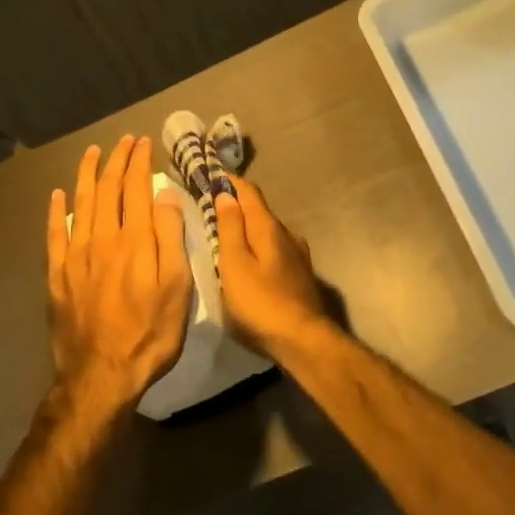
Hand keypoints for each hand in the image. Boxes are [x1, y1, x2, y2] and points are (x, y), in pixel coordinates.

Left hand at [46, 135, 192, 416]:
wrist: (101, 376)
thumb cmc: (150, 333)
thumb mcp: (177, 288)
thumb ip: (170, 237)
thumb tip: (165, 194)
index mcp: (135, 240)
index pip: (136, 188)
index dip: (139, 162)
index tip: (144, 143)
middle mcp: (102, 238)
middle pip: (108, 189)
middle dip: (116, 160)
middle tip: (124, 141)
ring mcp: (76, 255)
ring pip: (81, 203)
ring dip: (87, 174)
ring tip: (92, 152)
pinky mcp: (58, 275)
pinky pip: (55, 234)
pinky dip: (56, 211)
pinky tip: (58, 196)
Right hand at [214, 176, 329, 353]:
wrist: (303, 340)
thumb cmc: (260, 302)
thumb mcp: (234, 264)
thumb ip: (229, 228)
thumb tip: (226, 193)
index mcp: (268, 227)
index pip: (249, 191)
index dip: (229, 181)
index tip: (211, 174)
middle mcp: (287, 233)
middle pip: (259, 210)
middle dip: (236, 205)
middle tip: (211, 206)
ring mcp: (297, 254)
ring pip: (267, 231)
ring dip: (247, 227)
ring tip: (225, 234)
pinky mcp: (299, 273)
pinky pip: (273, 248)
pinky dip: (257, 245)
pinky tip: (248, 260)